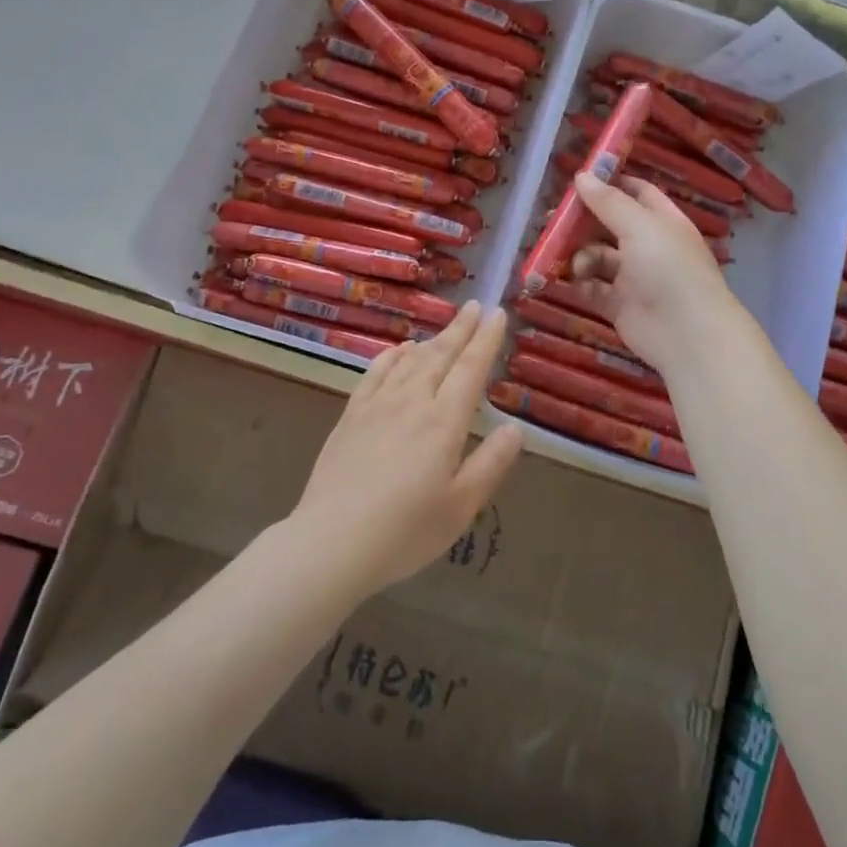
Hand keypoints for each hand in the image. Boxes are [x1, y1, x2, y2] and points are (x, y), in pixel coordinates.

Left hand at [290, 301, 522, 591]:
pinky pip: (375, 374)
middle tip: (476, 306)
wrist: (332, 541)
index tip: (497, 314)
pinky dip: (392, 357)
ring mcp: (377, 406)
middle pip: (440, 355)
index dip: (486, 339)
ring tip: (446, 328)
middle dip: (461, 329)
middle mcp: (412, 402)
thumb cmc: (406, 530)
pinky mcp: (351, 416)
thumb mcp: (462, 506)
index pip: (471, 368)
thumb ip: (491, 463)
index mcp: (444, 421)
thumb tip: (515, 428)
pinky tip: (399, 351)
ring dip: (431, 340)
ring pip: (410, 361)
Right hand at [562, 170, 740, 374]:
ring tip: (575, 266)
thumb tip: (581, 176)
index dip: (609, 184)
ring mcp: (634, 277)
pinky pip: (593, 288)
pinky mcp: (619, 305)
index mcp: (662, 221)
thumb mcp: (639, 225)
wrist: (686, 332)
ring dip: (580, 256)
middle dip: (582, 223)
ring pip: (597, 257)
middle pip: (609, 225)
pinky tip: (571, 281)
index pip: (635, 192)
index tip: (577, 180)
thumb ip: (608, 201)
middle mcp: (648, 246)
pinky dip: (580, 283)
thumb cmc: (668, 268)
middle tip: (552, 221)